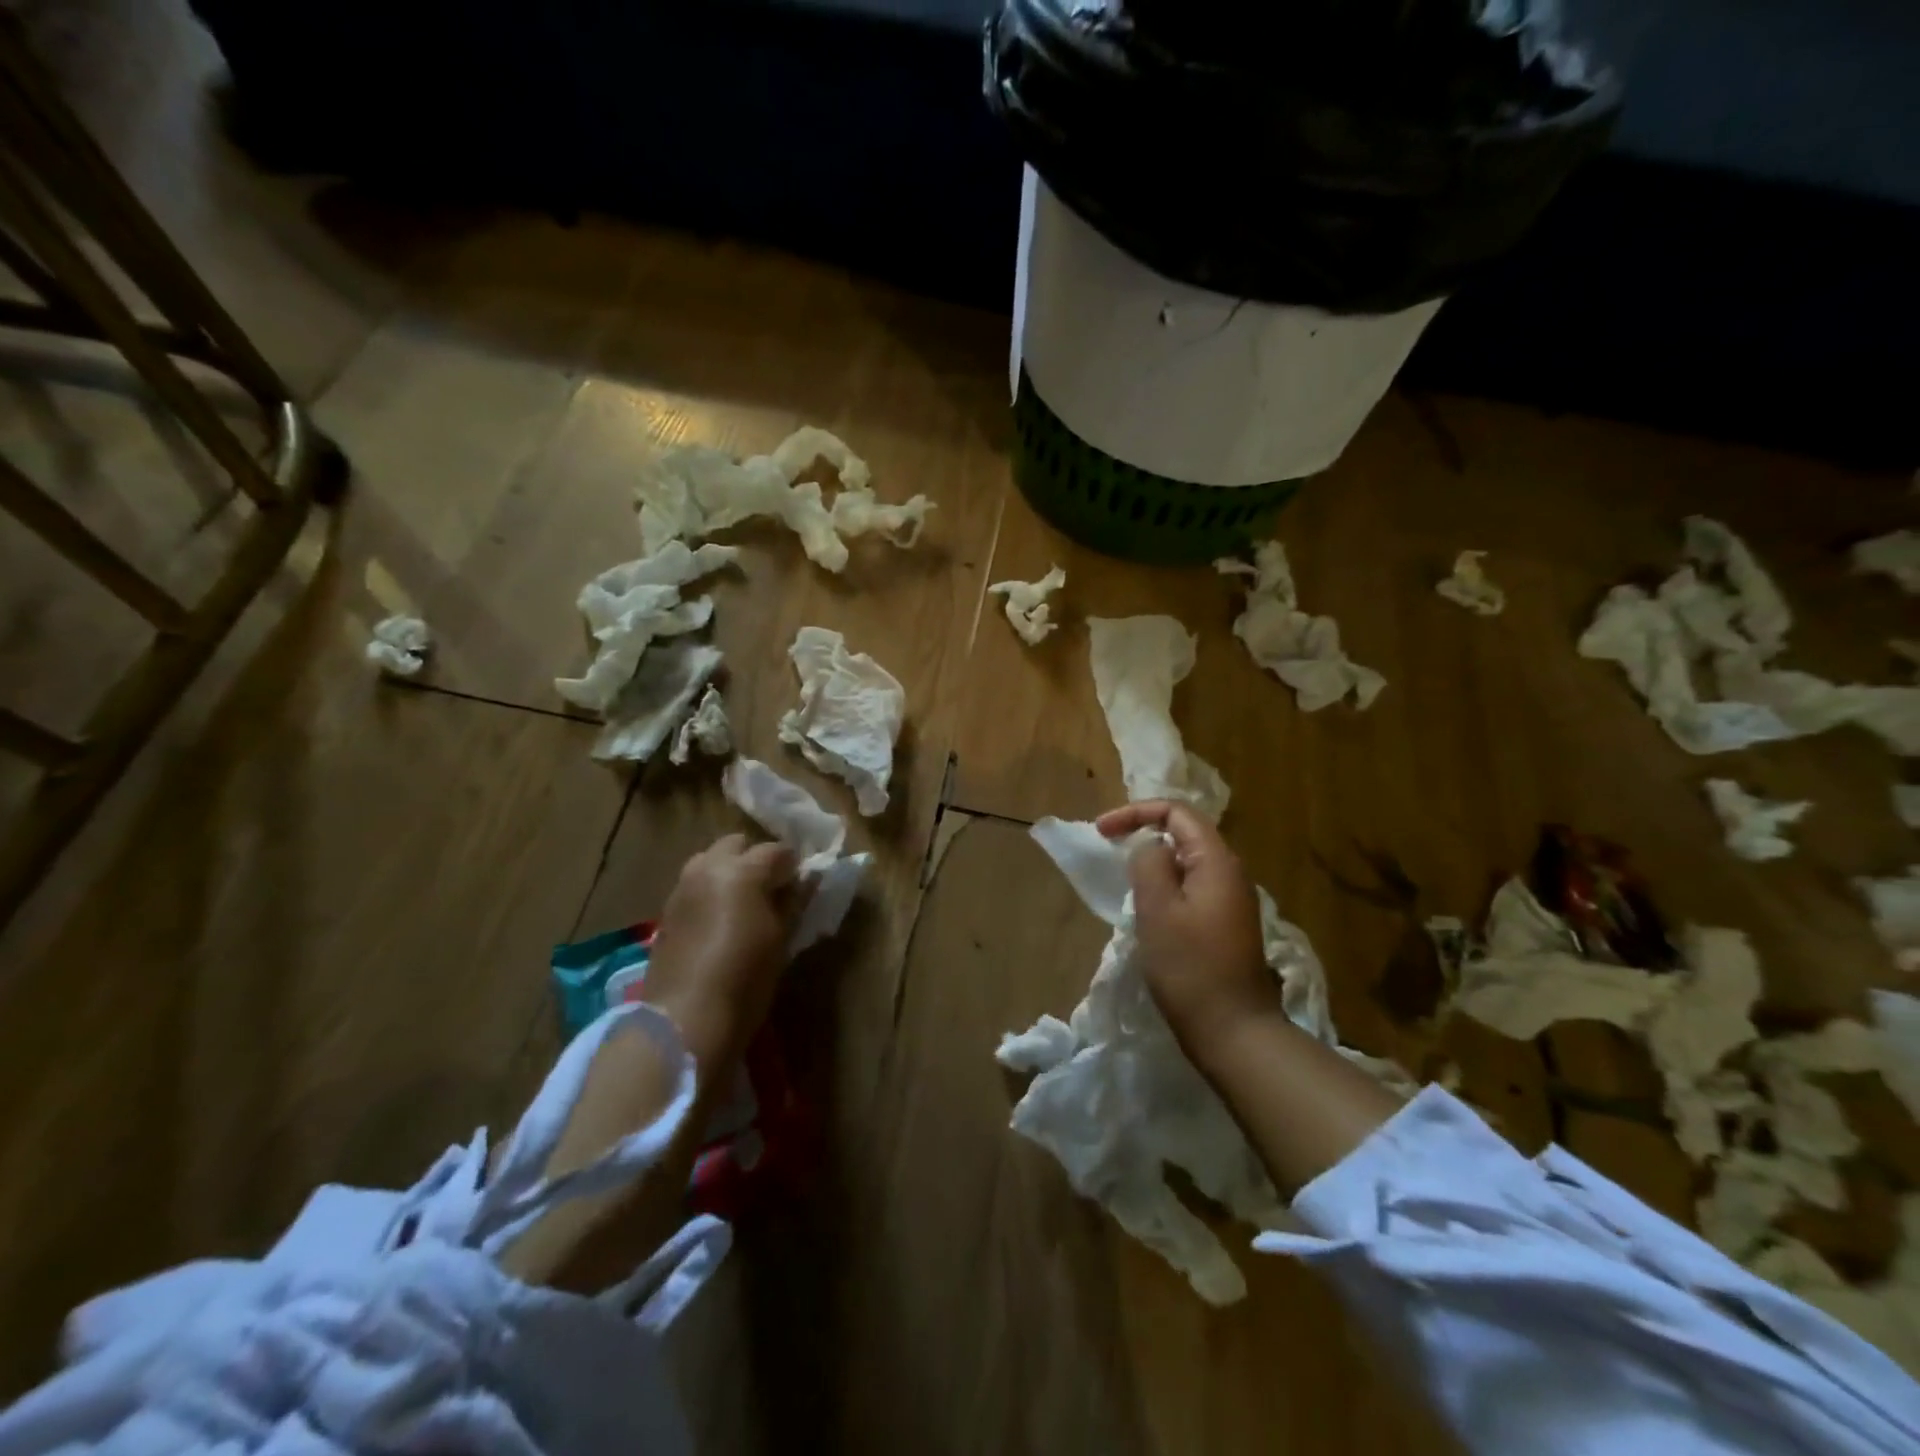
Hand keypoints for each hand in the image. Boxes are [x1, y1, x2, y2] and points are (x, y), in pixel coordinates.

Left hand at [641, 834, 798, 1071]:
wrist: (684, 1020)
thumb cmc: (745, 979)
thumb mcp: (781, 939)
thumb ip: (794, 901)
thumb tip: (808, 880)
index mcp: (741, 870)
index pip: (777, 851)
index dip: (794, 865)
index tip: (803, 885)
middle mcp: (707, 869)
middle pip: (737, 844)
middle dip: (756, 859)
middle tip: (773, 889)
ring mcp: (681, 889)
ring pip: (710, 862)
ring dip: (730, 872)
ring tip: (745, 904)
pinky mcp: (666, 913)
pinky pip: (694, 886)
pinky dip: (711, 892)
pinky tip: (720, 922)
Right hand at [1096, 801, 1285, 1065]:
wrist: (1235, 1031)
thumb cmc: (1190, 968)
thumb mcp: (1158, 910)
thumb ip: (1149, 864)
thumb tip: (1150, 845)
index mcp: (1217, 862)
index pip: (1178, 812)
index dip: (1136, 812)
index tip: (1102, 831)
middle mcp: (1231, 873)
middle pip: (1186, 832)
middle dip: (1144, 832)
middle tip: (1110, 848)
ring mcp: (1232, 901)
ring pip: (1188, 862)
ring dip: (1154, 861)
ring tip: (1125, 878)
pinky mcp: (1227, 925)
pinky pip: (1193, 887)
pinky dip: (1166, 885)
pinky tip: (1149, 909)